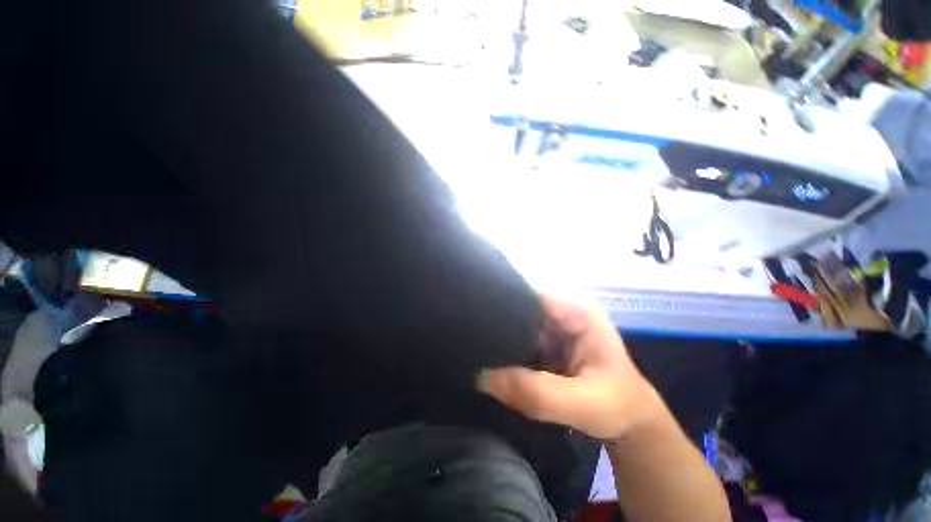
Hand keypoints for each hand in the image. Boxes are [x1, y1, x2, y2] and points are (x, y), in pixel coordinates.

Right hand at [477, 294, 663, 439]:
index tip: (472, 316)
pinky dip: (503, 348)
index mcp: (575, 311)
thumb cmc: (617, 407)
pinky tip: (487, 356)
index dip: (499, 301)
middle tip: (467, 336)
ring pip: (514, 323)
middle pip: (517, 307)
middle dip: (494, 321)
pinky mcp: (545, 340)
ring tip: (472, 345)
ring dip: (497, 336)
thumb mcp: (582, 405)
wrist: (629, 420)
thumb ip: (535, 393)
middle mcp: (561, 311)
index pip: (527, 293)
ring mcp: (552, 326)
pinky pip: (517, 338)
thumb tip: (480, 377)